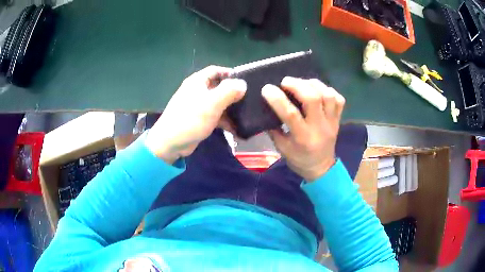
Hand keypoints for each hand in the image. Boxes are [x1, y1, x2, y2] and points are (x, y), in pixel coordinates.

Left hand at [145, 66, 246, 163]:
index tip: (245, 80)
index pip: (216, 70)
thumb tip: (243, 84)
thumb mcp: (212, 103)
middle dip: (233, 93)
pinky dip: (225, 121)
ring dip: (231, 109)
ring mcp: (198, 106)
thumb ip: (229, 91)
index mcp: (197, 82)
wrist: (171, 143)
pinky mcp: (199, 119)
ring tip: (246, 116)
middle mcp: (198, 91)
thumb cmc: (190, 118)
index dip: (230, 73)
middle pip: (219, 87)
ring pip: (218, 103)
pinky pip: (215, 116)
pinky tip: (237, 129)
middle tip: (249, 99)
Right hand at [262, 77, 344, 180]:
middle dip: (297, 85)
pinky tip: (318, 90)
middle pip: (313, 99)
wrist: (321, 168)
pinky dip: (328, 90)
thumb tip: (265, 108)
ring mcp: (332, 122)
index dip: (278, 99)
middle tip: (285, 81)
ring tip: (302, 83)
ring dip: (313, 84)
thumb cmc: (299, 160)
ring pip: (328, 95)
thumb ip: (273, 129)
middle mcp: (319, 127)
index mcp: (303, 137)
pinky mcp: (338, 119)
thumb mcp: (282, 148)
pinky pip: (339, 99)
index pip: (291, 114)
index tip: (267, 89)